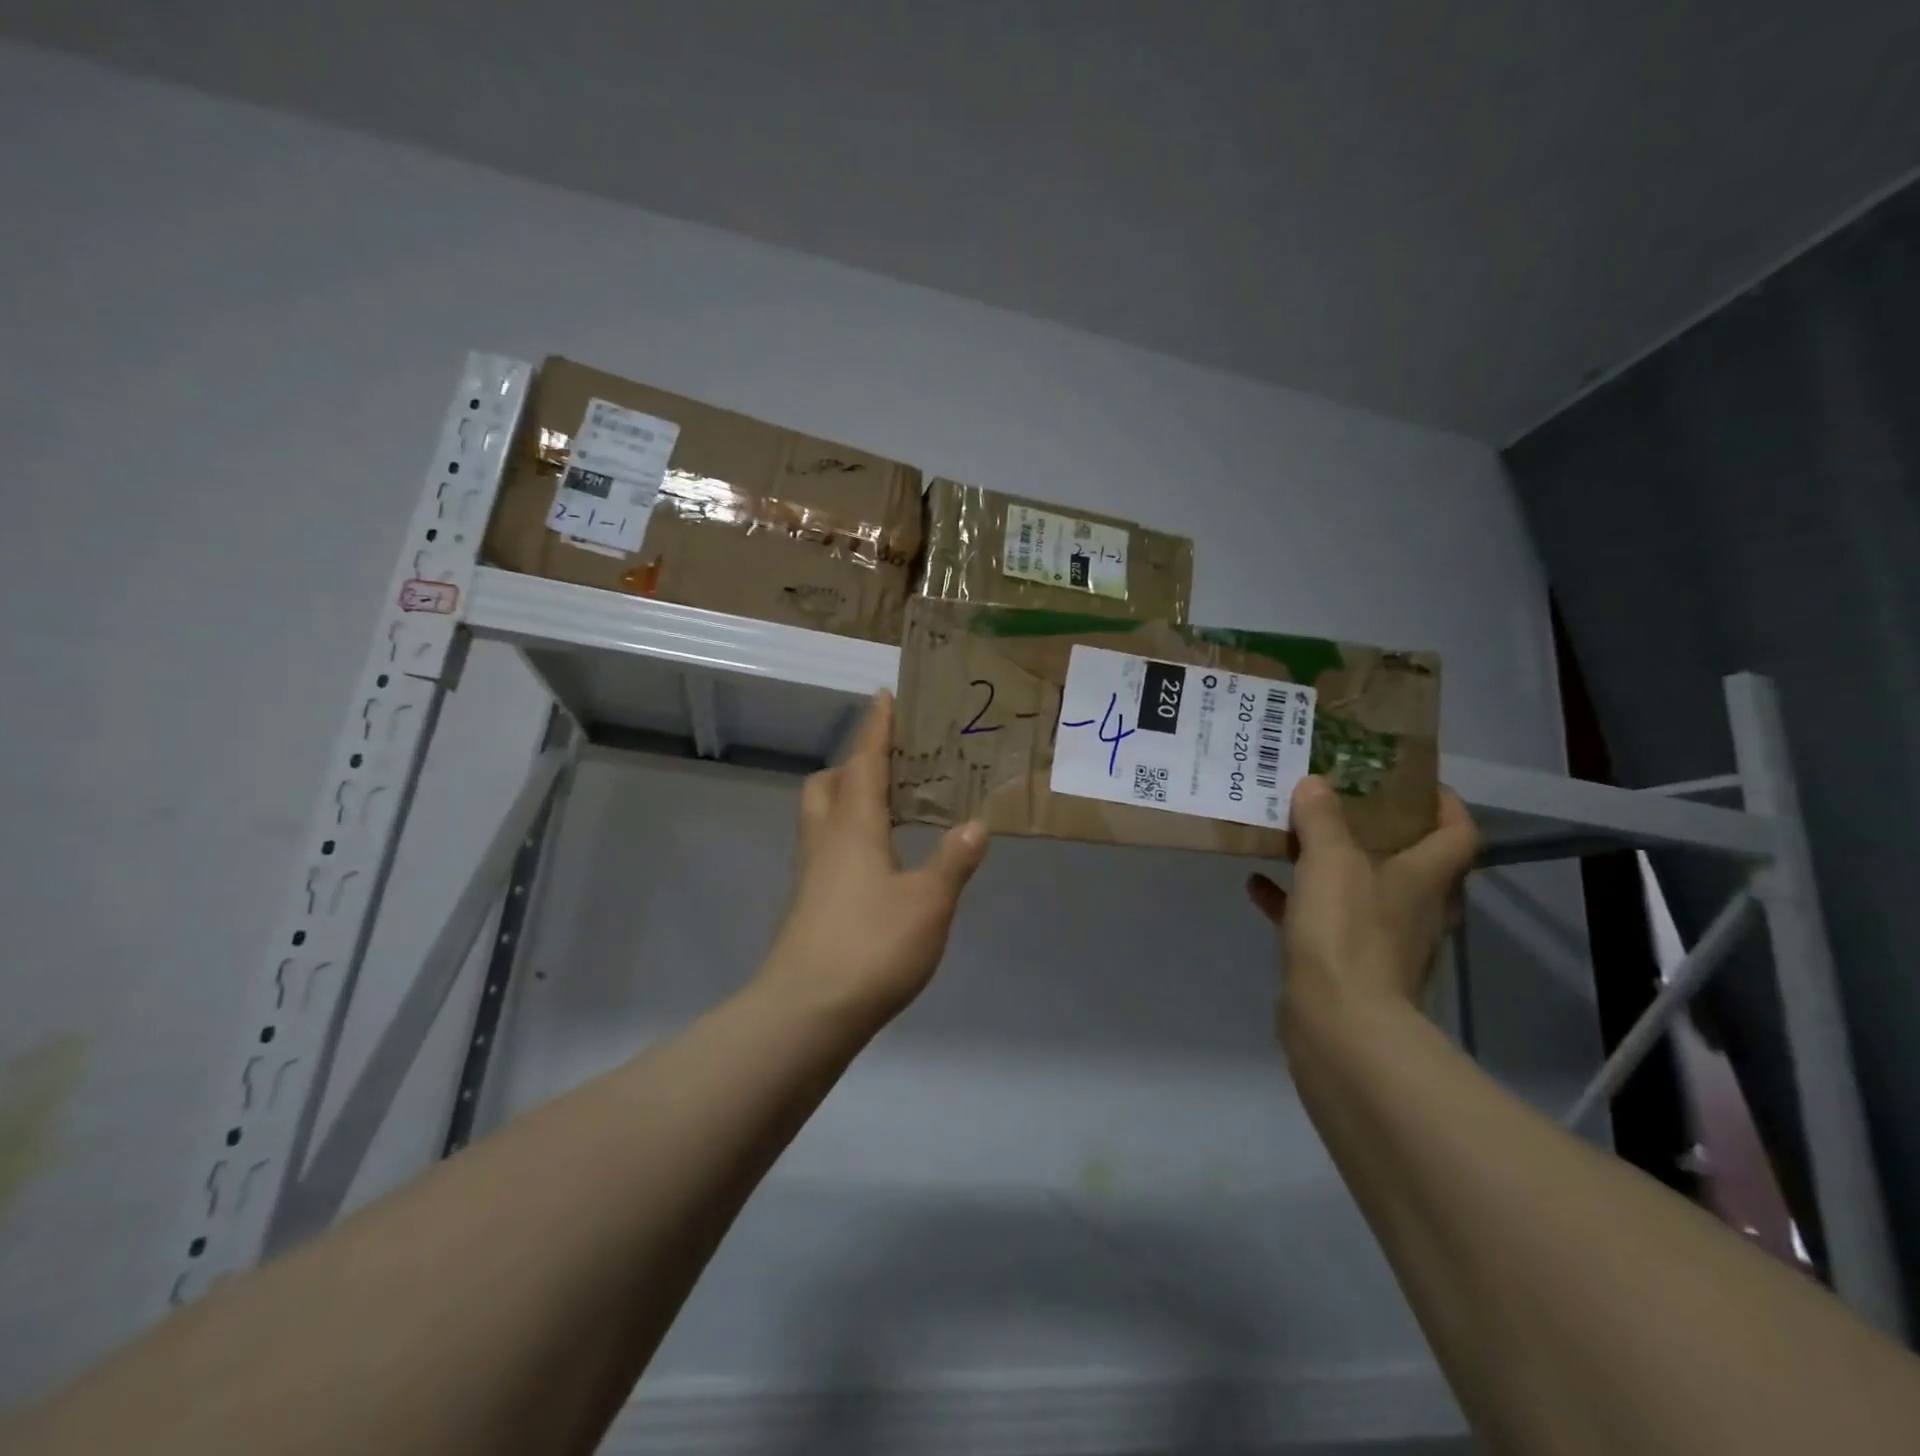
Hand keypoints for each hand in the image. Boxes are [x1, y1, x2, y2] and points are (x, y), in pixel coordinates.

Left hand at [760, 690, 988, 1026]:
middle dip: (854, 764)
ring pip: (823, 818)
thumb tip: (975, 823)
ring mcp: (812, 876)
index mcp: (854, 827)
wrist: (806, 1013)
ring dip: (850, 800)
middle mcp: (826, 841)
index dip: (876, 728)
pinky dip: (851, 838)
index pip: (864, 762)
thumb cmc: (871, 946)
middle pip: (828, 785)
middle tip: (890, 765)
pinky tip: (881, 863)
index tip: (883, 696)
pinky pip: (828, 850)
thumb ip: (953, 860)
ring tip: (892, 808)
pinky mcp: (810, 906)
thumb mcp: (929, 902)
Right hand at [1246, 776, 1478, 1036]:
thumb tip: (1315, 783)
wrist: (1340, 1024)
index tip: (1412, 782)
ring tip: (1295, 837)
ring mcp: (1383, 941)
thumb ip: (1322, 819)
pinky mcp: (1348, 965)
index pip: (1459, 833)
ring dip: (1332, 865)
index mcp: (1426, 878)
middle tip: (1344, 803)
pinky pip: (1322, 920)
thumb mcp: (1330, 861)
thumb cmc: (1347, 932)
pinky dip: (1295, 900)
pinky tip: (1258, 885)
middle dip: (1380, 831)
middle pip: (1412, 861)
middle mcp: (1415, 908)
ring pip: (1363, 890)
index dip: (1444, 803)